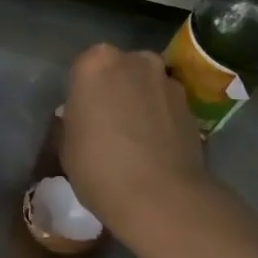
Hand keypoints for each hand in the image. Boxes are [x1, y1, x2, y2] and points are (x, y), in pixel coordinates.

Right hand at [59, 43, 208, 246]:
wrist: (159, 196)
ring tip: (135, 137)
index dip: (82, 92)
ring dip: (140, 101)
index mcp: (95, 63)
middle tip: (107, 122)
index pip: (83, 67)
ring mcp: (167, 81)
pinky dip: (161, 118)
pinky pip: (167, 105)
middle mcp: (134, 60)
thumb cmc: (98, 167)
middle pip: (119, 68)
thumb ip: (73, 120)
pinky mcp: (192, 105)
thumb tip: (81, 117)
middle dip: (114, 89)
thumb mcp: (65, 145)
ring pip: (146, 84)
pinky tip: (155, 146)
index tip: (81, 115)